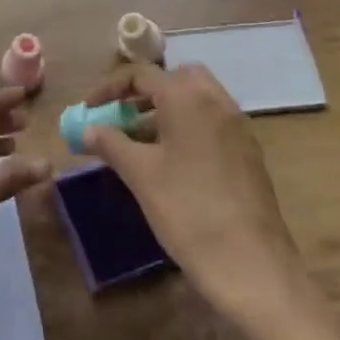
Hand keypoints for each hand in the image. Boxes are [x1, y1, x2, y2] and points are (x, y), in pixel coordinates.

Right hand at [79, 64, 339, 339]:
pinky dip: (186, 128)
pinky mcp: (248, 153)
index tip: (88, 111)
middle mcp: (217, 101)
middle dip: (144, 93)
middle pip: (176, 79)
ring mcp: (238, 127)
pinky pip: (211, 123)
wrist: (251, 265)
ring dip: (165, 111)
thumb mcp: (140, 175)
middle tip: (121, 117)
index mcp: (188, 98)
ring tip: (138, 143)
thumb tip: (89, 128)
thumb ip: (111, 143)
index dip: (108, 89)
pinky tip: (169, 164)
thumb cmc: (187, 211)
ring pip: (196, 101)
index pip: (142, 74)